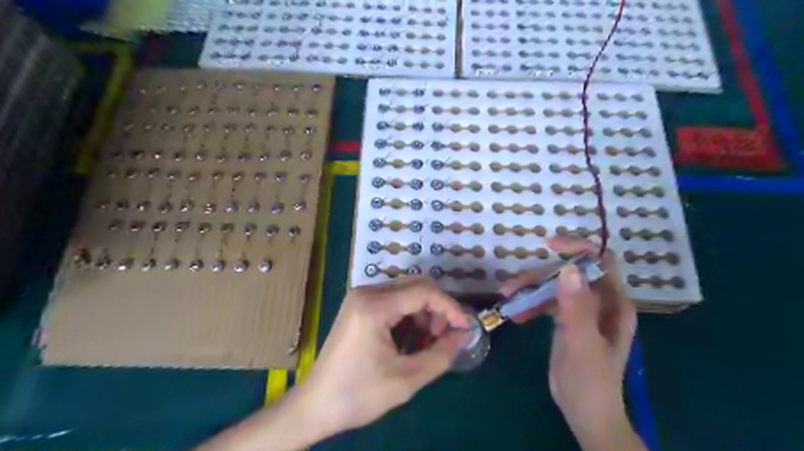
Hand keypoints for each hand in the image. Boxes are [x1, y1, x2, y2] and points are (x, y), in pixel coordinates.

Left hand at [302, 277, 469, 434]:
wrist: (315, 405)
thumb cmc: (359, 394)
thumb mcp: (406, 379)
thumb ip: (441, 354)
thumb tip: (463, 334)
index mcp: (374, 306)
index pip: (424, 292)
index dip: (449, 307)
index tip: (464, 328)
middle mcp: (366, 293)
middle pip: (415, 286)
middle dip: (436, 309)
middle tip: (443, 338)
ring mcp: (360, 297)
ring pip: (405, 292)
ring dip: (423, 313)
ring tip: (427, 343)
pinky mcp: (358, 306)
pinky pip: (393, 301)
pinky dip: (408, 316)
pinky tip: (410, 339)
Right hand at [501, 234, 637, 449]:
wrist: (586, 414)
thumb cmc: (591, 383)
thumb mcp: (582, 345)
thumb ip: (577, 308)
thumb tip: (568, 269)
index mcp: (613, 304)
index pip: (601, 262)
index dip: (578, 248)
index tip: (550, 246)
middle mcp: (600, 302)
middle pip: (570, 274)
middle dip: (540, 276)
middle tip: (512, 287)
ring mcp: (582, 311)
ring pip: (555, 286)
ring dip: (531, 289)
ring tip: (508, 299)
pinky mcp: (567, 320)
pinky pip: (547, 302)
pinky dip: (531, 304)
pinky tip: (516, 314)